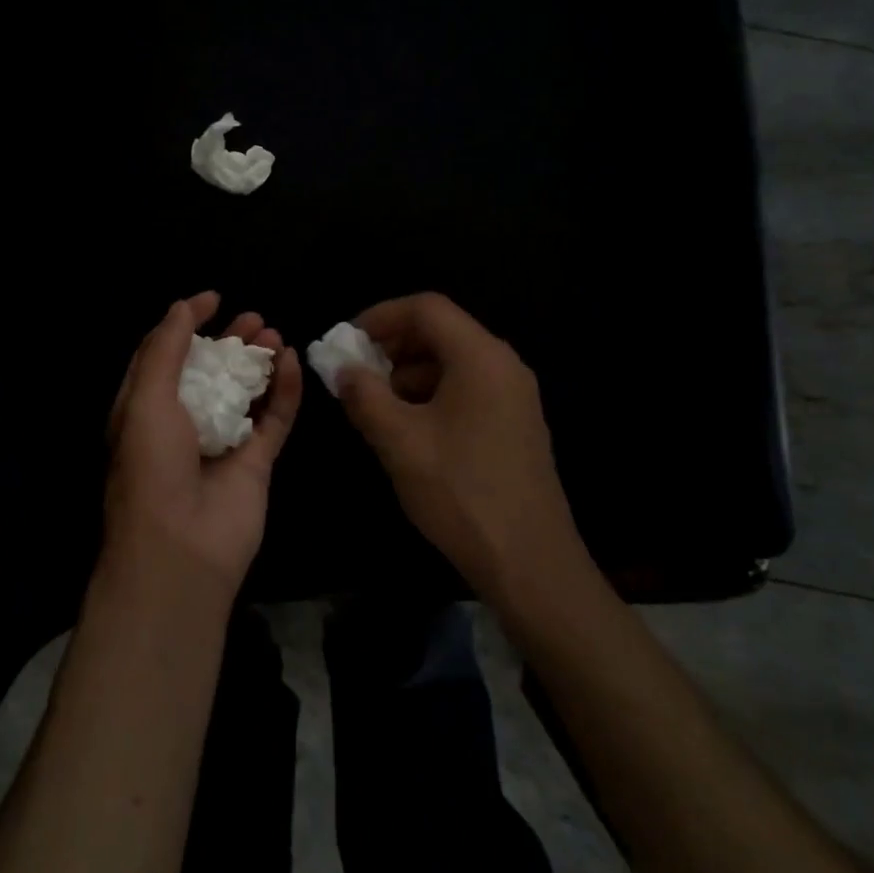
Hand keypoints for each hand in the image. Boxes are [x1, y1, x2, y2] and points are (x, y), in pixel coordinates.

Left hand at [103, 291, 302, 600]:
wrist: (180, 549)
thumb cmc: (151, 466)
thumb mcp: (145, 399)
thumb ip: (165, 350)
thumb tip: (182, 306)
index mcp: (145, 409)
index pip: (165, 356)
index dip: (186, 324)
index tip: (214, 298)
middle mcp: (183, 423)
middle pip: (211, 370)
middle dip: (230, 340)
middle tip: (254, 317)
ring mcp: (222, 443)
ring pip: (245, 391)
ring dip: (259, 361)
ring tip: (275, 333)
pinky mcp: (256, 463)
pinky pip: (274, 419)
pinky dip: (285, 390)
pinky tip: (293, 361)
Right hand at [336, 293, 578, 596]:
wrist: (530, 563)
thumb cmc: (461, 492)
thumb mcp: (400, 441)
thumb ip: (365, 395)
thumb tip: (343, 369)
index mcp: (480, 357)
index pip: (426, 308)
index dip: (381, 316)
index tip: (346, 341)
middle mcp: (504, 365)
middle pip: (442, 331)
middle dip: (393, 346)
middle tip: (356, 373)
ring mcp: (514, 396)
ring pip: (453, 362)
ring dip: (409, 373)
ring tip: (376, 405)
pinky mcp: (515, 424)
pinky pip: (467, 389)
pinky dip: (431, 395)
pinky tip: (408, 429)